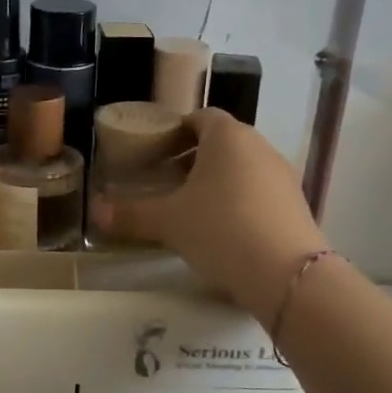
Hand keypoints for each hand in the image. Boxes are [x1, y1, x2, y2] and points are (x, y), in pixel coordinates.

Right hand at [94, 109, 325, 319]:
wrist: (287, 274)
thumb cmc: (221, 230)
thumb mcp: (168, 222)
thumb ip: (131, 214)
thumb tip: (95, 212)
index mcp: (228, 136)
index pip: (199, 118)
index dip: (175, 132)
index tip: (155, 154)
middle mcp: (259, 146)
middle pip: (221, 142)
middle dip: (192, 158)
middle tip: (166, 182)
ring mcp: (282, 175)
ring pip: (242, 167)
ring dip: (216, 180)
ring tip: (191, 209)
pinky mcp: (296, 203)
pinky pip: (259, 190)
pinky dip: (238, 200)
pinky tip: (223, 230)